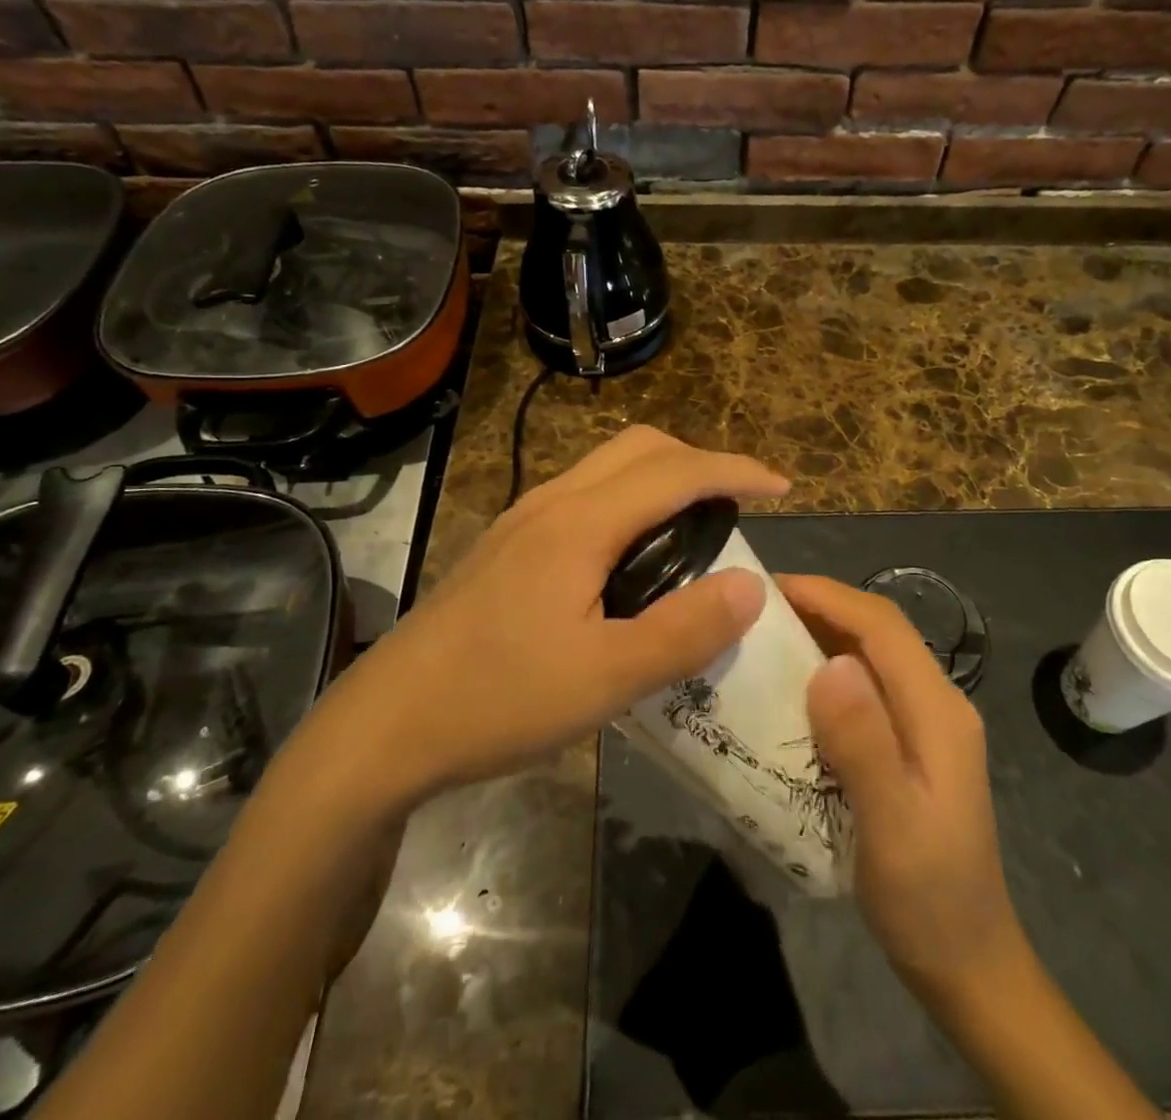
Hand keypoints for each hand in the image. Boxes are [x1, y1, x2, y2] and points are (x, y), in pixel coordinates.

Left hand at [297, 426, 788, 807]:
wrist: (386, 723)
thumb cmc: (497, 700)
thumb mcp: (605, 680)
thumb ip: (684, 631)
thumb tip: (751, 586)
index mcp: (579, 523)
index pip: (675, 471)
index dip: (735, 470)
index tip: (784, 487)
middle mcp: (551, 503)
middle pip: (638, 447)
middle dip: (699, 462)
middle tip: (738, 508)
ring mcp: (523, 520)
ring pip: (607, 468)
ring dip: (661, 480)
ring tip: (695, 530)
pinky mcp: (508, 545)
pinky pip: (585, 496)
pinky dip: (628, 502)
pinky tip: (632, 558)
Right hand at [784, 575, 1029, 1009]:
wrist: (967, 964)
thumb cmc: (927, 898)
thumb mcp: (892, 826)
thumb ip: (865, 743)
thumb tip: (831, 664)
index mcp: (938, 710)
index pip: (881, 625)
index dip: (827, 595)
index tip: (767, 588)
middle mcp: (936, 702)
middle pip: (876, 632)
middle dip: (819, 607)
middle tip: (754, 609)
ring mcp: (924, 723)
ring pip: (869, 655)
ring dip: (820, 636)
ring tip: (762, 637)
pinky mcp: (908, 743)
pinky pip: (864, 687)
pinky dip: (825, 671)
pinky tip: (790, 688)